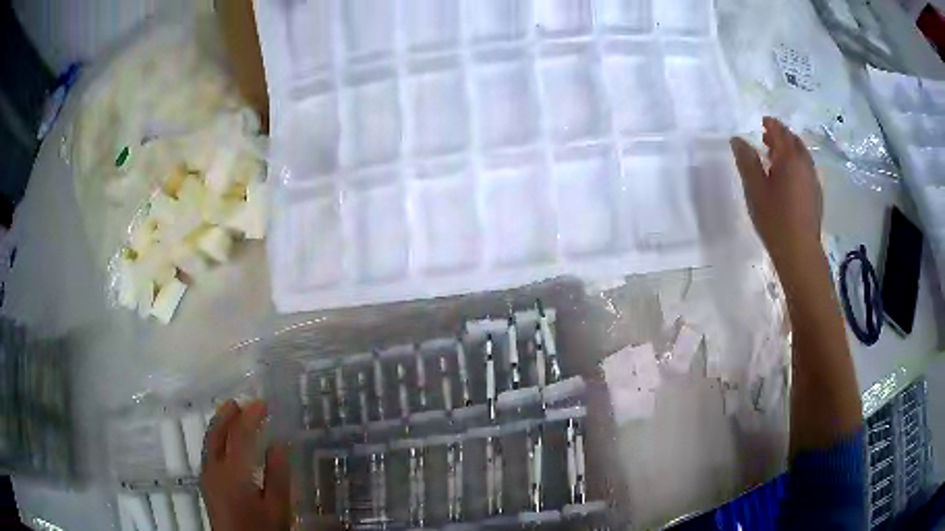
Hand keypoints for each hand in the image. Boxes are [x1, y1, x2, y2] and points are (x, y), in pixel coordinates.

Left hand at [201, 400, 289, 530]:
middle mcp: (215, 467)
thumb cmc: (261, 529)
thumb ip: (277, 475)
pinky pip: (209, 449)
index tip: (263, 403)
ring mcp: (207, 474)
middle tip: (244, 402)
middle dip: (229, 414)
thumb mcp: (278, 507)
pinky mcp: (207, 482)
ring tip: (233, 413)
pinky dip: (217, 436)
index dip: (251, 416)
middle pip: (217, 432)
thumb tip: (278, 443)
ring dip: (221, 423)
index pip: (240, 434)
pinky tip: (226, 440)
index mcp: (234, 472)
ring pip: (210, 440)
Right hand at [731, 117, 822, 269]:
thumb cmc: (775, 219)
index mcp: (790, 158)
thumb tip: (738, 139)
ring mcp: (813, 180)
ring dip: (789, 151)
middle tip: (767, 138)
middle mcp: (805, 164)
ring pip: (802, 156)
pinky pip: (806, 170)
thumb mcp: (755, 189)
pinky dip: (796, 165)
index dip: (771, 124)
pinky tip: (787, 178)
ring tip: (775, 158)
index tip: (762, 121)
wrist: (799, 252)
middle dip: (781, 136)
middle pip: (794, 141)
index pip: (780, 132)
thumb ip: (747, 161)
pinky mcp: (816, 195)